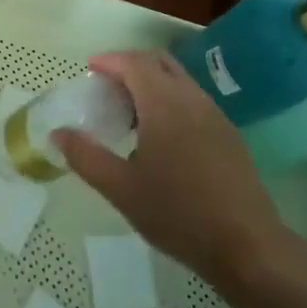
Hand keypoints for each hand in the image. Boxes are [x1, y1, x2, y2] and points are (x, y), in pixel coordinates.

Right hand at [56, 50, 296, 289]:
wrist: (247, 246)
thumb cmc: (178, 214)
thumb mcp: (120, 188)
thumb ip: (85, 156)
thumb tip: (58, 133)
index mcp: (164, 104)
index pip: (134, 63)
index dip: (110, 60)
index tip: (89, 70)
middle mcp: (192, 99)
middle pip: (159, 62)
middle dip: (130, 65)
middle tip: (107, 86)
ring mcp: (215, 116)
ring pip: (180, 80)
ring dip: (152, 83)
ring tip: (130, 112)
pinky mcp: (229, 135)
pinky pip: (194, 100)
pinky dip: (171, 100)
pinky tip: (161, 136)